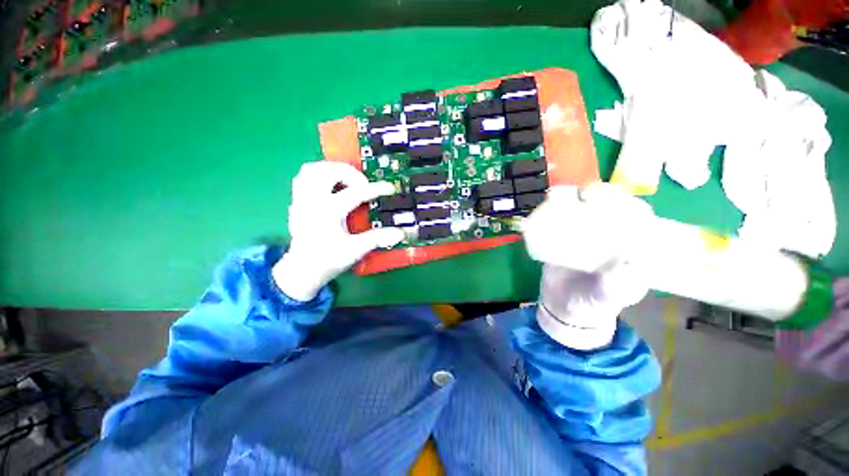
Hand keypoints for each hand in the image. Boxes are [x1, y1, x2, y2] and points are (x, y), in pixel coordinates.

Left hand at [273, 162, 403, 301]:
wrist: (302, 270)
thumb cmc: (328, 260)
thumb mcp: (355, 250)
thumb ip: (377, 239)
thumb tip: (399, 233)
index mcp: (328, 212)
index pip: (355, 193)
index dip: (375, 189)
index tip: (389, 188)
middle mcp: (312, 201)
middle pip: (329, 172)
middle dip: (350, 173)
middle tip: (363, 184)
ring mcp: (302, 199)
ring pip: (312, 169)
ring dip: (332, 170)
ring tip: (347, 180)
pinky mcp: (297, 201)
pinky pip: (304, 177)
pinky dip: (319, 175)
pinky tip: (331, 185)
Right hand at [521, 184, 652, 349]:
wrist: (561, 305)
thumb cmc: (591, 304)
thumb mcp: (608, 297)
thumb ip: (618, 285)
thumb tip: (628, 262)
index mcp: (629, 246)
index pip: (637, 215)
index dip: (627, 202)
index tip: (612, 199)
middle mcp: (608, 234)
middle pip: (608, 204)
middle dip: (598, 193)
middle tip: (582, 196)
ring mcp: (583, 233)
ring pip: (582, 206)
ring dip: (573, 195)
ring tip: (559, 195)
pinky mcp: (562, 235)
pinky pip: (560, 215)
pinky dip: (553, 205)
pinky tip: (547, 202)